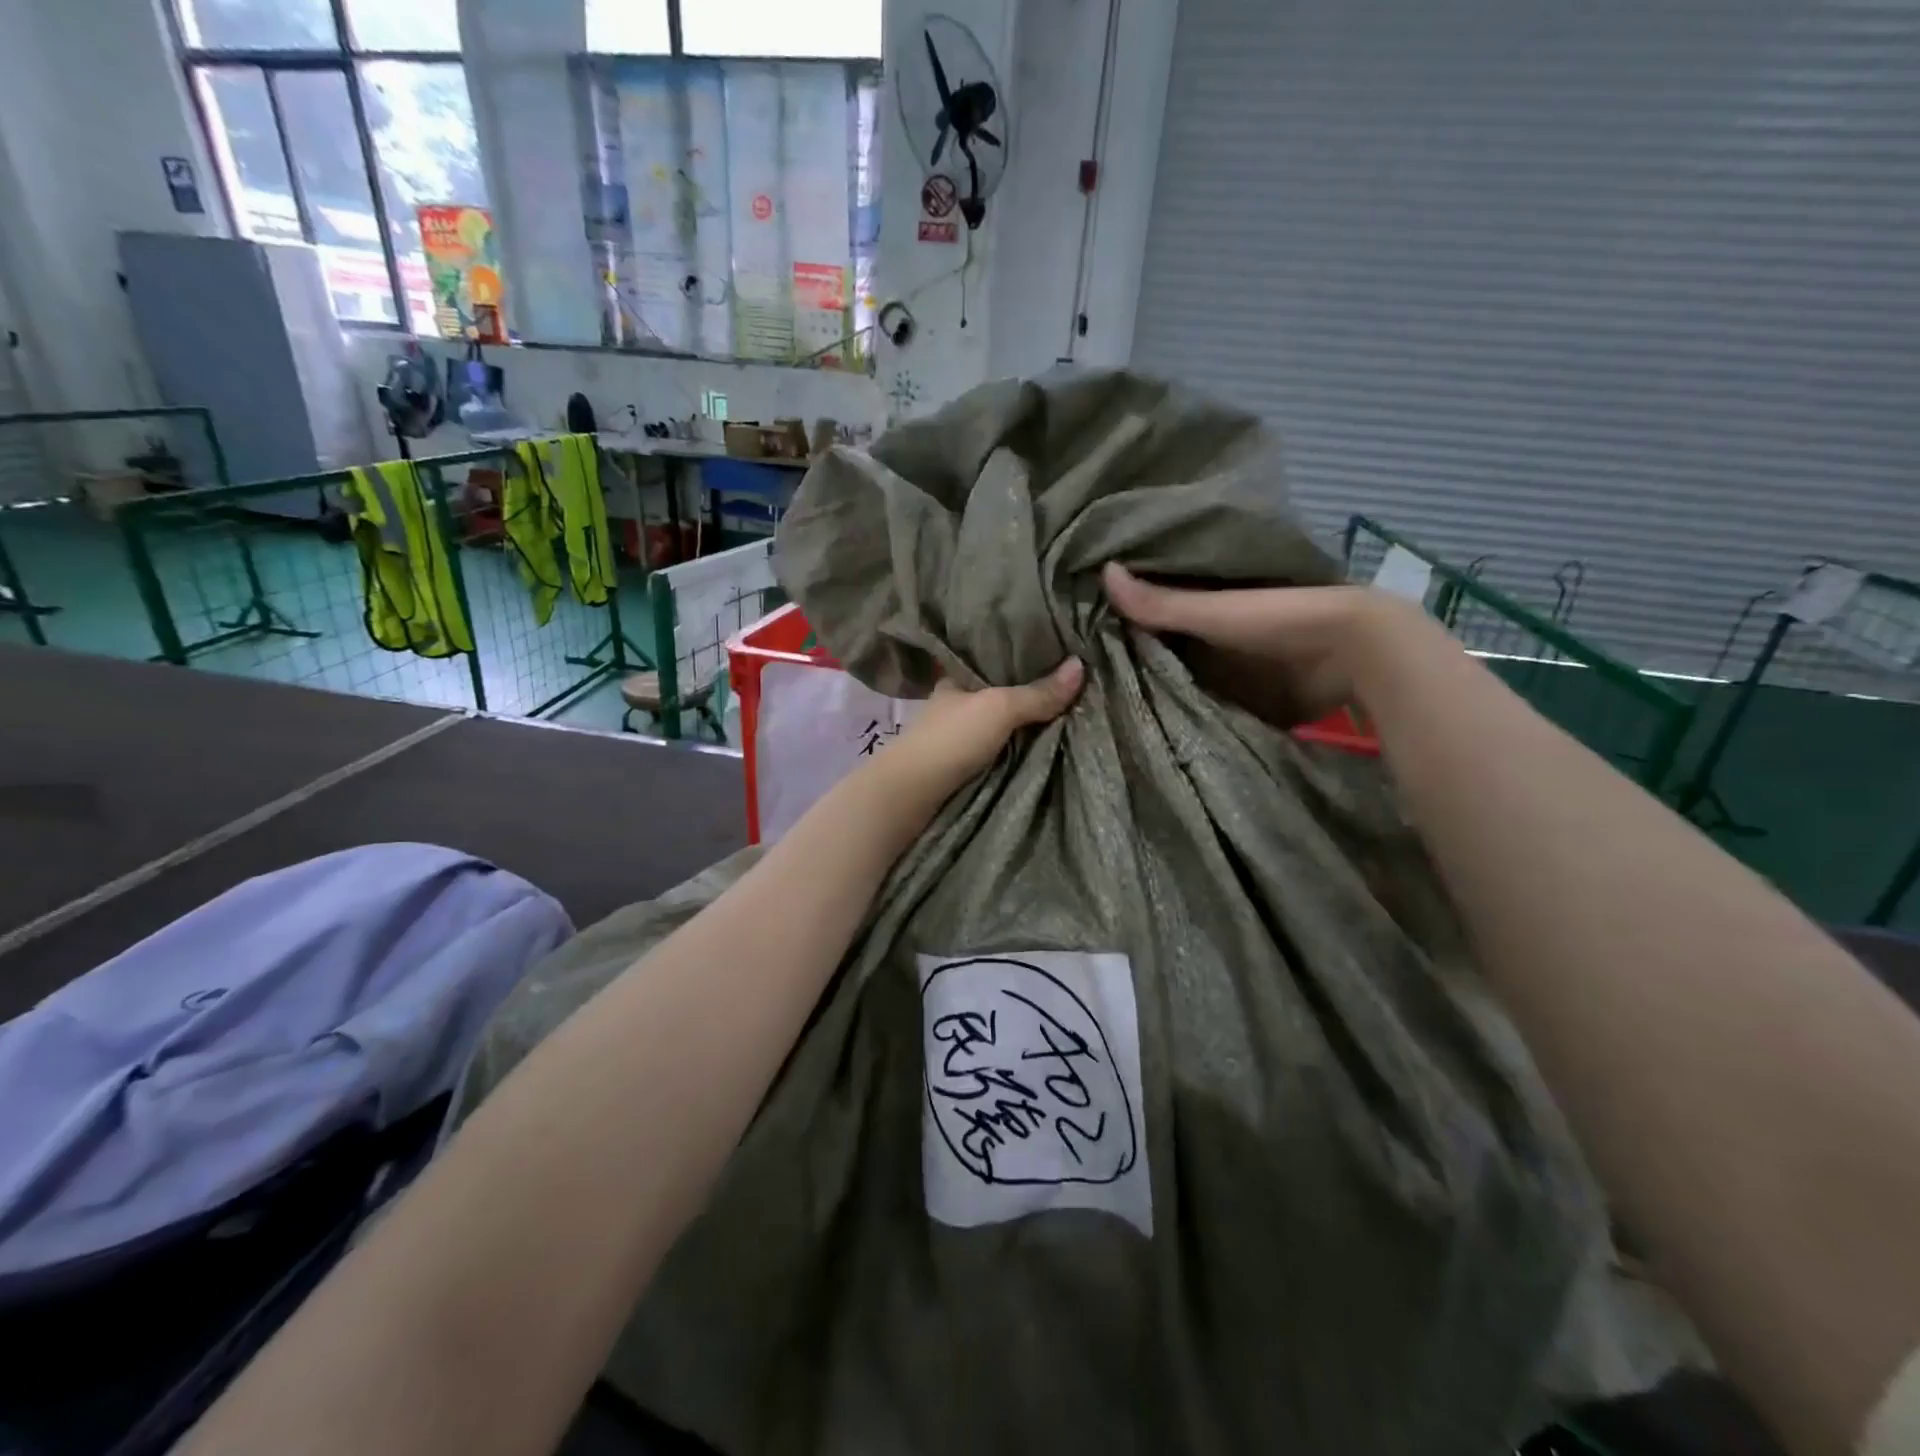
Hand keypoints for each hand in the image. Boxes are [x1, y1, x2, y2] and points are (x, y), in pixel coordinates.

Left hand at [868, 658, 1084, 805]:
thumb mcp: (1000, 708)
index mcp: (956, 678)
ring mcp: (957, 736)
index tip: (1057, 651)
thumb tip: (1081, 664)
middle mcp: (956, 703)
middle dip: (1031, 691)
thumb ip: (1038, 692)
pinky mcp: (963, 764)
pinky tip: (1045, 741)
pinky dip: (1019, 744)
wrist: (913, 795)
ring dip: (1026, 721)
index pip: (993, 659)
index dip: (1022, 655)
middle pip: (1001, 692)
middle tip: (1074, 683)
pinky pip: (1000, 747)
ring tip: (1070, 709)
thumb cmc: (952, 739)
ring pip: (1001, 722)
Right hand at [1102, 562, 1429, 725]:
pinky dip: (1185, 712)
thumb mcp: (1213, 611)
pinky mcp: (1248, 697)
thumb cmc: (1278, 620)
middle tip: (1088, 680)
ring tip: (1107, 707)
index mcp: (1207, 603)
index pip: (1152, 610)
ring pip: (1182, 677)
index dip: (1119, 620)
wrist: (1353, 653)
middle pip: (1164, 646)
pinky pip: (1206, 704)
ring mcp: (1233, 666)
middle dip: (1132, 659)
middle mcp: (1215, 633)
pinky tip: (1152, 726)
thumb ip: (1161, 602)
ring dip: (1156, 690)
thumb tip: (1101, 571)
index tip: (1081, 636)